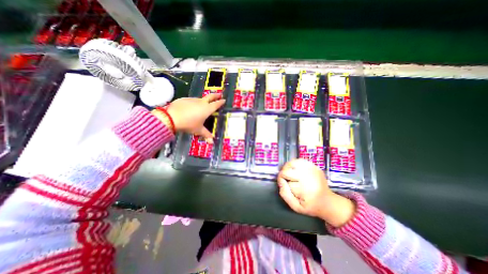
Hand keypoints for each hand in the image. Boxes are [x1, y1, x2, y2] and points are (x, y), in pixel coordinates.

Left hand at [165, 93, 223, 142]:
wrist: (172, 118)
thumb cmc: (189, 124)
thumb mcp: (198, 130)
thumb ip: (206, 135)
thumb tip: (212, 142)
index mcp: (207, 109)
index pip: (216, 104)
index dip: (221, 102)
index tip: (224, 100)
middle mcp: (201, 102)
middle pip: (210, 96)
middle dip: (216, 95)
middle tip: (219, 94)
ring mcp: (192, 99)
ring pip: (200, 99)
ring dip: (204, 101)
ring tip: (203, 105)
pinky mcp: (184, 99)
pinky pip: (191, 101)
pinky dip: (194, 103)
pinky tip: (190, 108)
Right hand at [279, 159, 355, 226]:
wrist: (328, 202)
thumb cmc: (311, 206)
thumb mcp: (296, 207)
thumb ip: (285, 194)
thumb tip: (281, 181)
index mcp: (306, 187)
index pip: (286, 176)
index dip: (281, 180)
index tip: (283, 185)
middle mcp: (310, 175)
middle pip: (289, 167)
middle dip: (283, 173)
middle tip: (285, 179)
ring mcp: (313, 169)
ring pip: (293, 162)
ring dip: (288, 167)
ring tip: (288, 173)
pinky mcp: (315, 166)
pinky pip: (300, 160)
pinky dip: (294, 164)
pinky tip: (295, 170)